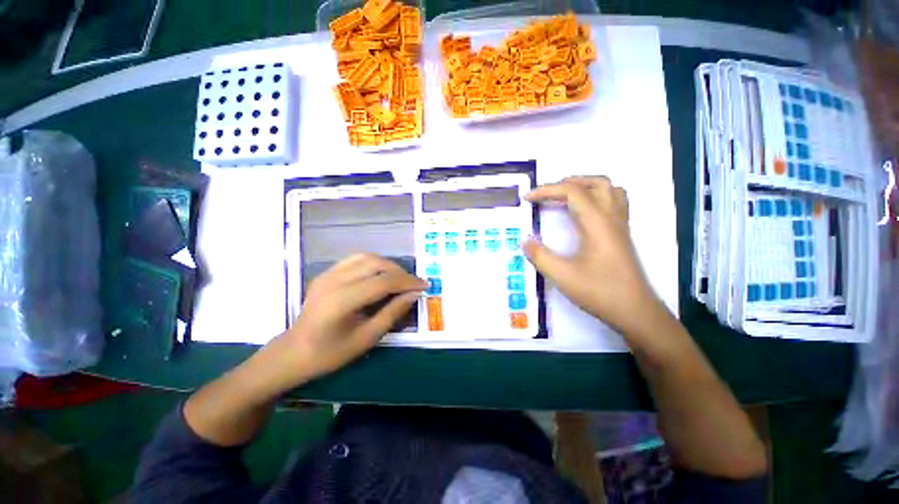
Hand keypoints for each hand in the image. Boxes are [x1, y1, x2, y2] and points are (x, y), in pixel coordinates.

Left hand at [266, 254, 425, 385]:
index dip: (407, 282)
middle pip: (376, 264)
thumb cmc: (330, 353)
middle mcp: (333, 281)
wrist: (293, 352)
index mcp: (342, 301)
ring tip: (400, 279)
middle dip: (400, 272)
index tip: (424, 285)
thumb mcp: (367, 338)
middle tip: (413, 284)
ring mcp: (327, 274)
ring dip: (388, 265)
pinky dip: (374, 263)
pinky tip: (381, 275)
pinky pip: (355, 259)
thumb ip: (392, 313)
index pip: (383, 282)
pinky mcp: (326, 273)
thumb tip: (414, 294)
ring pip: (366, 257)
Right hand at [524, 176, 663, 335]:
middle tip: (547, 194)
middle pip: (595, 183)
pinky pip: (615, 202)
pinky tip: (585, 212)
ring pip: (610, 189)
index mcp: (597, 223)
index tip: (527, 198)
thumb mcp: (562, 275)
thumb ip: (539, 255)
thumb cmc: (599, 292)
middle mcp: (611, 218)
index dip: (547, 190)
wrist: (635, 312)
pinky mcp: (622, 235)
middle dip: (568, 182)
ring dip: (586, 186)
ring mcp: (620, 225)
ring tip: (565, 196)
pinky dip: (598, 197)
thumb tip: (525, 240)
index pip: (572, 192)